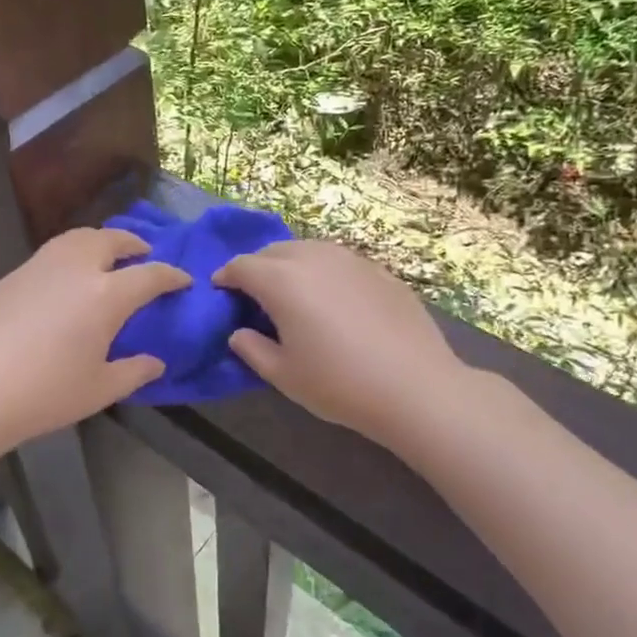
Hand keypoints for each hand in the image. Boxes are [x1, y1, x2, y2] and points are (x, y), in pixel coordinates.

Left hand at [0, 227, 190, 455]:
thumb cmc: (46, 395)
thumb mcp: (100, 390)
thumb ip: (135, 371)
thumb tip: (156, 362)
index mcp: (106, 295)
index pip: (150, 275)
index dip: (171, 276)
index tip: (183, 280)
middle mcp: (77, 268)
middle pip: (112, 240)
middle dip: (135, 244)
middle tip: (144, 255)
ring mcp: (41, 266)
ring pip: (78, 237)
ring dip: (101, 240)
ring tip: (107, 255)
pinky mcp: (14, 275)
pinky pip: (53, 251)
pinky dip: (72, 252)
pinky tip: (67, 276)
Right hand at [213, 240, 464, 448]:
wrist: (415, 386)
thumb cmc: (339, 383)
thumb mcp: (283, 375)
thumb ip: (252, 349)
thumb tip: (238, 333)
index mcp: (281, 281)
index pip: (242, 266)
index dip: (226, 276)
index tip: (220, 290)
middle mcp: (313, 258)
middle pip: (273, 251)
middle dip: (257, 267)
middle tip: (254, 295)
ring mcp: (350, 259)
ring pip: (308, 249)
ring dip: (290, 264)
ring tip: (293, 292)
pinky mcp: (378, 270)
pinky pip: (338, 260)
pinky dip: (323, 271)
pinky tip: (333, 299)